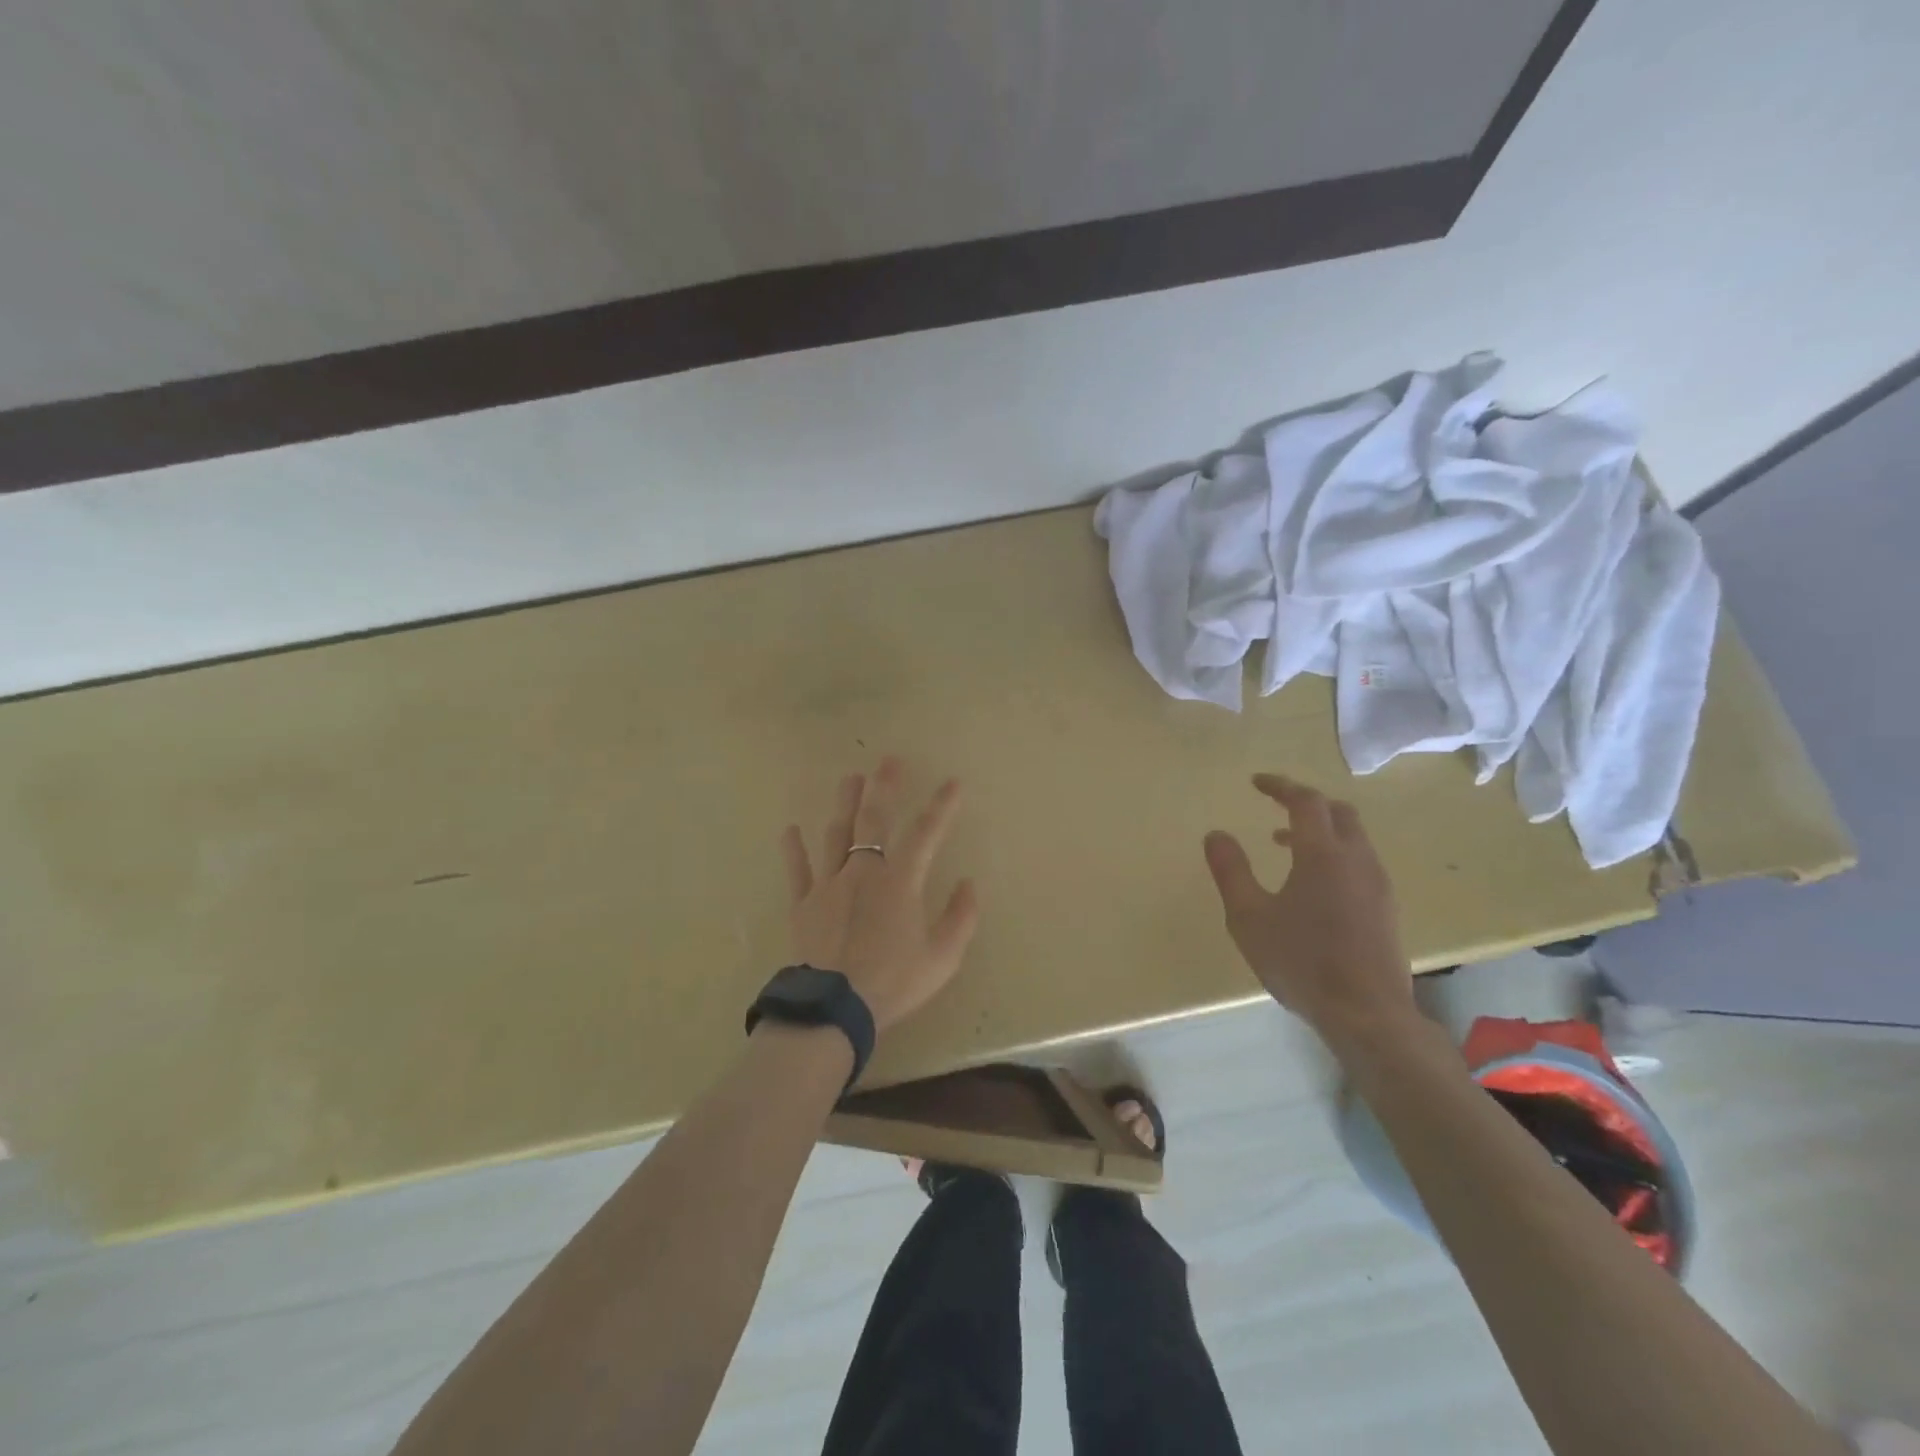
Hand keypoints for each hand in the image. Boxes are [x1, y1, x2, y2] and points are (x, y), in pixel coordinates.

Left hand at [778, 757, 981, 1032]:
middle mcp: (863, 872)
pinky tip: (790, 829)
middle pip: (874, 821)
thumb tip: (968, 883)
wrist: (835, 1008)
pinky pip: (798, 870)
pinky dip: (794, 849)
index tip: (953, 783)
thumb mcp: (942, 958)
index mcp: (899, 882)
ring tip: (850, 778)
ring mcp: (829, 885)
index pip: (925, 834)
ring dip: (844, 804)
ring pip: (836, 835)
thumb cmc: (893, 982)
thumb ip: (960, 918)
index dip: (941, 806)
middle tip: (888, 761)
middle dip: (883, 788)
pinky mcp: (803, 904)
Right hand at [1202, 774, 1416, 1048]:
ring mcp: (1377, 884)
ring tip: (1285, 844)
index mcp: (1322, 853)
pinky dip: (1335, 853)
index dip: (1281, 786)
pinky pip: (1360, 862)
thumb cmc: (1301, 961)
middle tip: (1276, 806)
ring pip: (1353, 837)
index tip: (1256, 782)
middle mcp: (1357, 859)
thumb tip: (1216, 834)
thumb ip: (1230, 871)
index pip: (1306, 801)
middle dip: (1306, 802)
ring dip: (1321, 830)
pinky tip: (1314, 884)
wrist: (1367, 1014)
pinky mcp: (1386, 909)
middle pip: (1338, 812)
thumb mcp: (1248, 917)